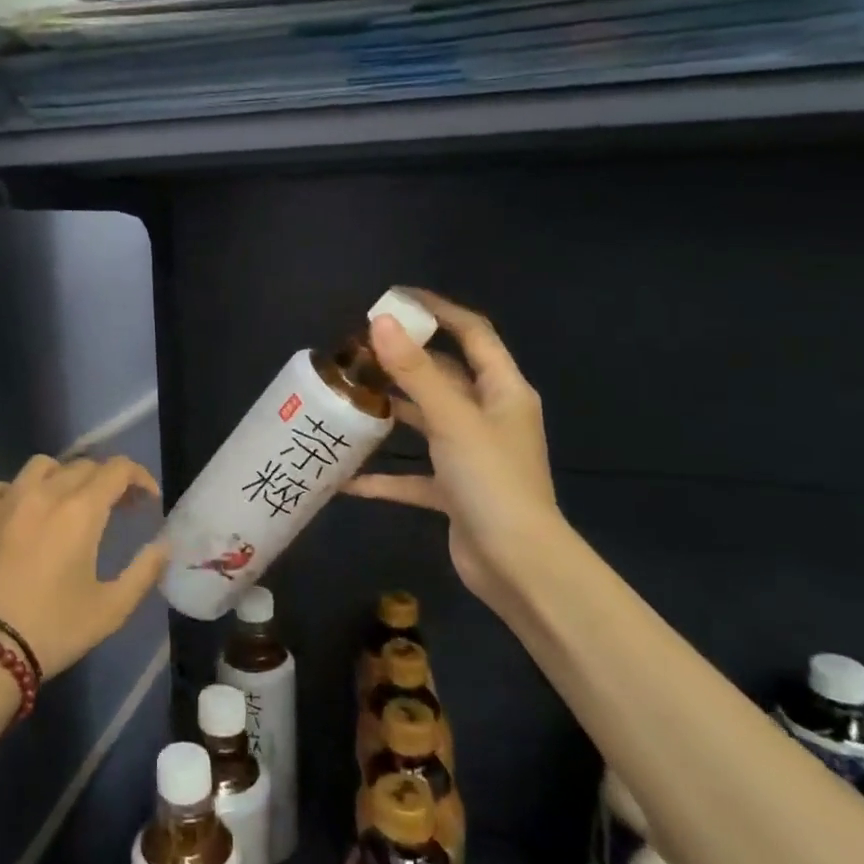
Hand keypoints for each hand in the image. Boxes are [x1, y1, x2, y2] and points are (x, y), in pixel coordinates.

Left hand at [0, 454, 166, 678]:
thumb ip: (144, 571)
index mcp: (81, 511)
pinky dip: (15, 492)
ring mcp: (4, 501)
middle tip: (115, 508)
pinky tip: (18, 515)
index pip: (117, 469)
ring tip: (65, 504)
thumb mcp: (111, 609)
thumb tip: (163, 545)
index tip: (147, 499)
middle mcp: (43, 494)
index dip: (139, 477)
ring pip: (40, 467)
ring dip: (62, 477)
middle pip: (82, 466)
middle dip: (106, 481)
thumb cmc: (52, 630)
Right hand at [345, 290, 562, 611]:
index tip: (397, 298)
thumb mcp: (452, 419)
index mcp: (503, 391)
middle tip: (357, 350)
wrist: (517, 566)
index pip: (473, 334)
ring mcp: (470, 455)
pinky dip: (384, 476)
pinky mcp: (453, 490)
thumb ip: (415, 371)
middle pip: (444, 375)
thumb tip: (381, 322)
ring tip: (347, 398)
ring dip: (391, 412)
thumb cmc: (492, 480)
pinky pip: (412, 475)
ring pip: (425, 421)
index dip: (439, 310)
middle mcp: (489, 417)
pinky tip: (345, 479)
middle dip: (404, 361)